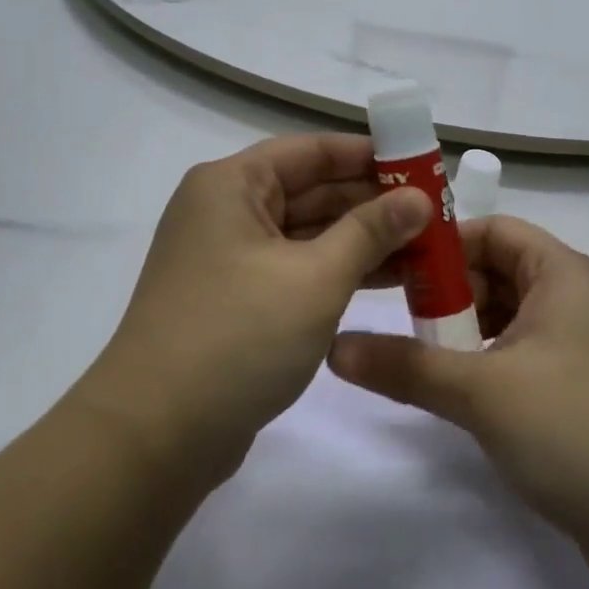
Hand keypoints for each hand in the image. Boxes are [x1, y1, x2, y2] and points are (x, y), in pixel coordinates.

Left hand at [76, 134, 430, 490]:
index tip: (420, 167)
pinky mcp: (234, 300)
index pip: (310, 151)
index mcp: (231, 185)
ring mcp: (227, 257)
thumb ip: (370, 231)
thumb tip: (420, 199)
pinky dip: (335, 270)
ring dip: (360, 239)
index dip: (367, 155)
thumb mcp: (315, 278)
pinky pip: (294, 268)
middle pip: (309, 190)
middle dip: (370, 201)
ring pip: (305, 233)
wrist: (155, 437)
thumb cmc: (237, 335)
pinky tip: (386, 279)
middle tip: (434, 212)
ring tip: (424, 247)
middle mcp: (225, 210)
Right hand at [329, 216, 588, 579]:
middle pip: (500, 272)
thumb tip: (334, 347)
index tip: (396, 270)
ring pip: (512, 318)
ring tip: (422, 359)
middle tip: (400, 320)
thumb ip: (405, 366)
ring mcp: (588, 348)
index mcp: (563, 273)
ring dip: (467, 334)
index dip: (444, 244)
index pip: (493, 230)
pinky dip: (492, 364)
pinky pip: (528, 357)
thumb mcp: (481, 391)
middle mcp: (579, 298)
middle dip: (449, 293)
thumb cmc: (576, 428)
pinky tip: (464, 395)